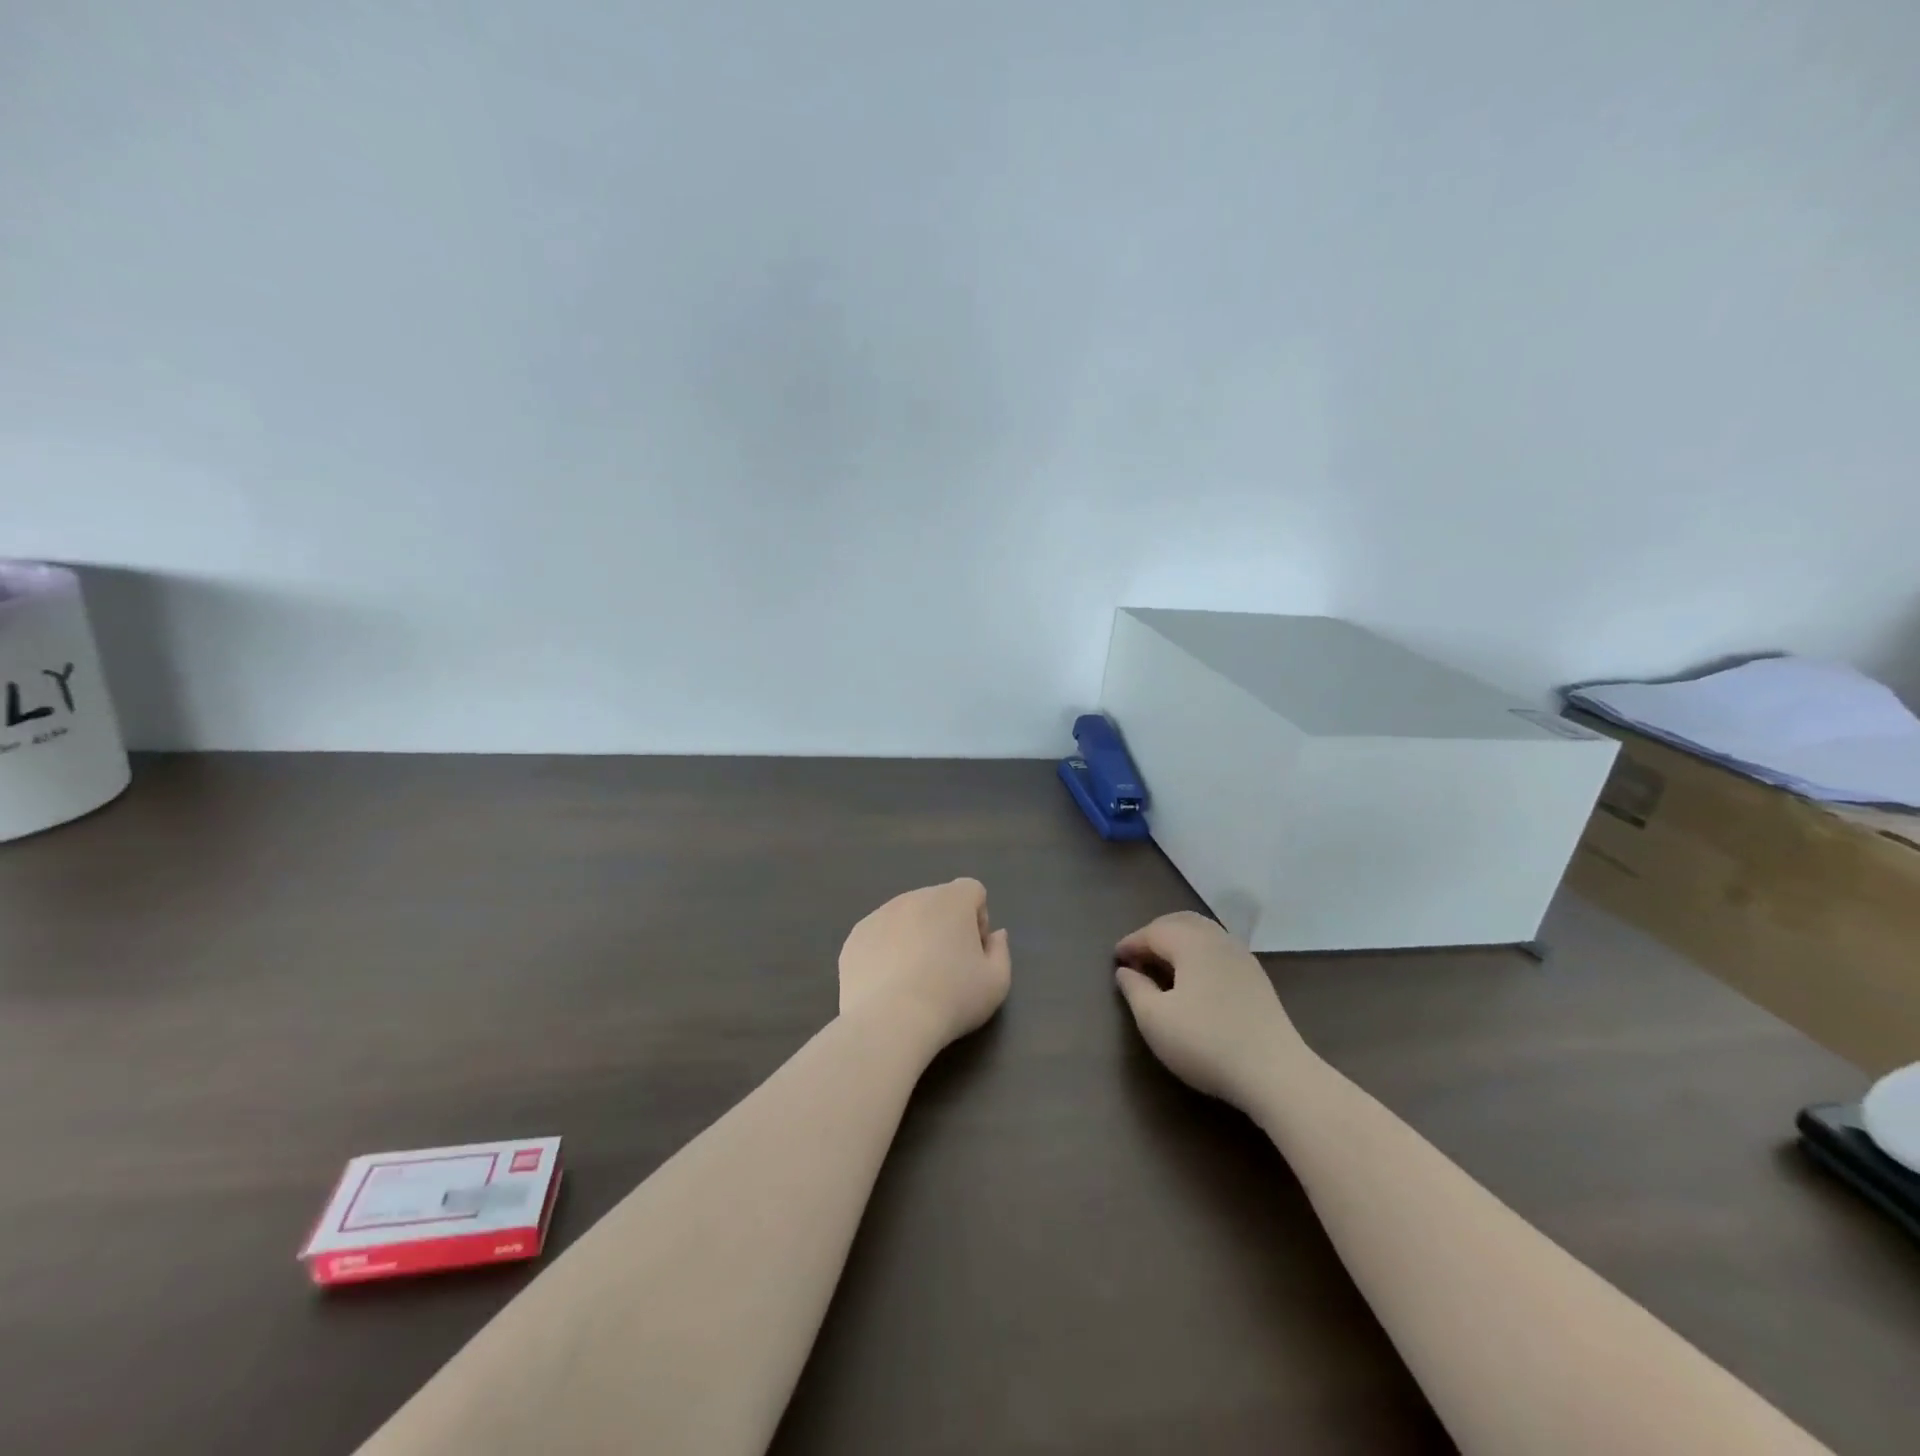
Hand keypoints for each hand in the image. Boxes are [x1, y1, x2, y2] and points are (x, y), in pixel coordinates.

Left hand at [839, 879, 1011, 1052]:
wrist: (889, 1022)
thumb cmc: (951, 998)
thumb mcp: (996, 983)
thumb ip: (1001, 951)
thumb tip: (995, 934)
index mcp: (951, 900)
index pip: (972, 891)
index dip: (978, 919)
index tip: (973, 952)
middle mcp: (914, 897)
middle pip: (937, 902)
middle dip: (945, 926)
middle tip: (945, 968)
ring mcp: (879, 914)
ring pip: (905, 917)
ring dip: (914, 936)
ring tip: (913, 979)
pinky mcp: (855, 937)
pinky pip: (878, 935)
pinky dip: (886, 951)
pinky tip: (888, 985)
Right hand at [1114, 911, 1311, 1109]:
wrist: (1275, 1073)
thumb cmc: (1206, 1042)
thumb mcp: (1155, 1020)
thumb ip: (1135, 989)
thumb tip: (1125, 971)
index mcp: (1191, 942)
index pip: (1153, 931)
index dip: (1131, 943)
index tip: (1116, 960)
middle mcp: (1218, 939)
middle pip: (1180, 922)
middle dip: (1155, 934)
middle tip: (1138, 957)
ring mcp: (1242, 956)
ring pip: (1203, 933)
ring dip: (1178, 942)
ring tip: (1163, 966)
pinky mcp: (1257, 977)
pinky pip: (1219, 949)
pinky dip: (1198, 953)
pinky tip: (1194, 979)